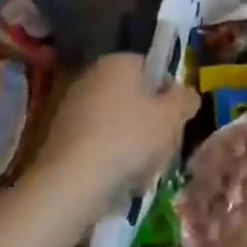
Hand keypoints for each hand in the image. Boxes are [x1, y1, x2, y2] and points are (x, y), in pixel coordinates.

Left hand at [35, 54, 196, 210]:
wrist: (70, 184)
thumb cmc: (129, 138)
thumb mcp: (172, 116)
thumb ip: (186, 99)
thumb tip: (187, 95)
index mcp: (118, 62)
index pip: (154, 69)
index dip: (170, 94)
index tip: (177, 120)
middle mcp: (92, 77)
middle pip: (136, 98)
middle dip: (153, 123)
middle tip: (164, 148)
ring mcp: (72, 108)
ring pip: (119, 124)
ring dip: (134, 145)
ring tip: (143, 172)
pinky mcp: (59, 139)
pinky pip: (98, 143)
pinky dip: (111, 158)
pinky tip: (119, 181)